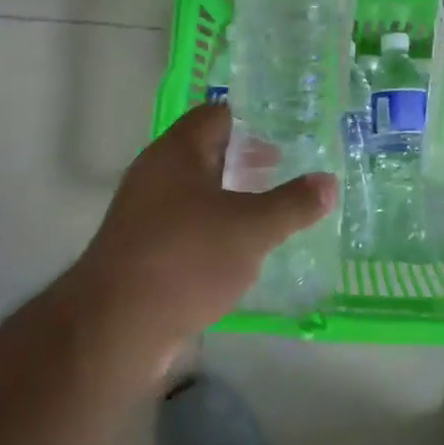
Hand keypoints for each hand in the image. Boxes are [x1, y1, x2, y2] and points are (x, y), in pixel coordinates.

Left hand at [66, 104, 335, 369]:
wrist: (114, 328)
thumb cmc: (186, 259)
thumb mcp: (252, 229)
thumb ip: (293, 204)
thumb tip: (329, 182)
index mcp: (178, 151)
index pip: (216, 116)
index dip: (251, 123)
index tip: (284, 140)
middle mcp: (155, 174)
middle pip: (205, 153)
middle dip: (243, 163)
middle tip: (280, 175)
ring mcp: (142, 214)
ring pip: (194, 193)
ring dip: (228, 200)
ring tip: (265, 217)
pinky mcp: (138, 252)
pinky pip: (182, 228)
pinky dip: (210, 232)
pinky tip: (235, 256)